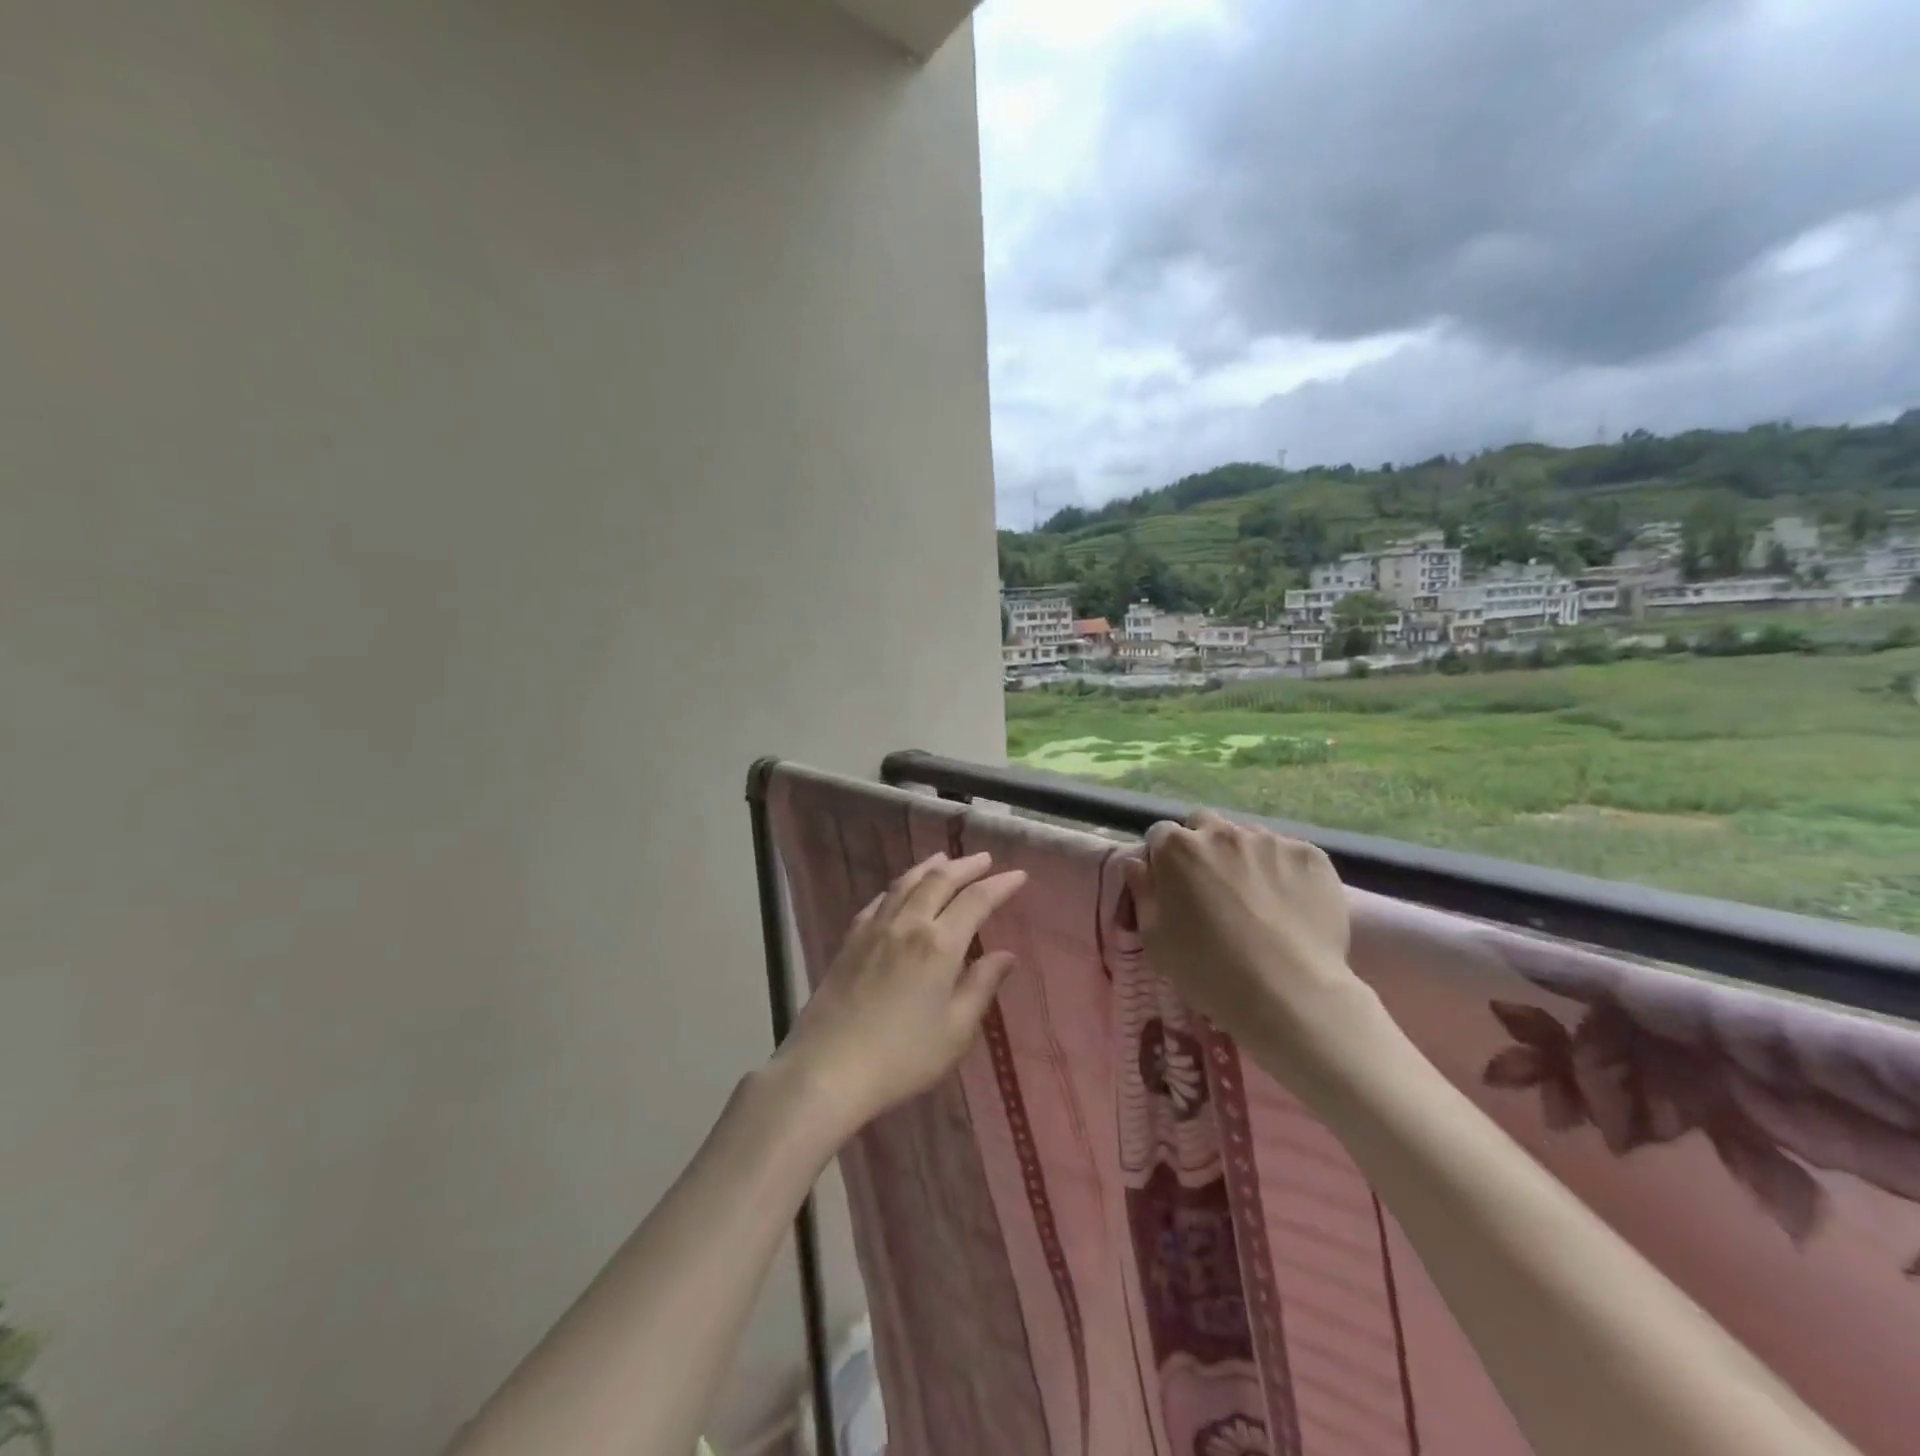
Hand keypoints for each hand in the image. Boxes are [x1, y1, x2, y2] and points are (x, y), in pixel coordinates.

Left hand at [779, 852, 1027, 1135]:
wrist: (829, 1068)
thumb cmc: (903, 1057)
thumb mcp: (956, 1031)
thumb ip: (981, 986)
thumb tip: (1006, 955)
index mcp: (940, 945)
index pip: (976, 900)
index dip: (1000, 884)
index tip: (1019, 875)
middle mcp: (908, 924)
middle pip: (939, 880)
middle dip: (966, 866)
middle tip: (984, 859)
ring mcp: (875, 929)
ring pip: (906, 882)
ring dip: (930, 867)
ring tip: (944, 859)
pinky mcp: (850, 940)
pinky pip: (879, 901)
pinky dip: (897, 887)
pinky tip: (899, 890)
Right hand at [1126, 811, 1388, 1092]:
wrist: (1288, 992)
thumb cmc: (1208, 969)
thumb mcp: (1155, 939)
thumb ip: (1143, 892)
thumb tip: (1137, 863)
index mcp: (1177, 849)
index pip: (1160, 834)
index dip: (1163, 858)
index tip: (1171, 884)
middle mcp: (1222, 832)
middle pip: (1205, 825)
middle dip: (1203, 846)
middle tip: (1211, 886)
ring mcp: (1270, 841)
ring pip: (1249, 837)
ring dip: (1244, 857)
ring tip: (1256, 898)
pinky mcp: (1311, 856)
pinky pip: (1290, 855)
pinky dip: (1285, 872)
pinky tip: (1290, 906)